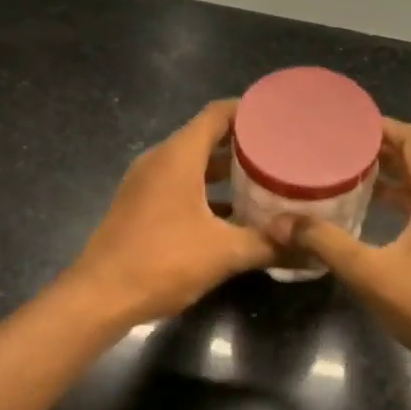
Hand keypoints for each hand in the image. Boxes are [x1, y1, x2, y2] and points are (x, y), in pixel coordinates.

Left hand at [65, 100, 274, 326]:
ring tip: (264, 179)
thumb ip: (269, 245)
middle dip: (244, 143)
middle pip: (206, 137)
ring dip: (226, 170)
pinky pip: (180, 185)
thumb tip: (311, 249)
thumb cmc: (162, 262)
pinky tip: (234, 214)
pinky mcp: (140, 206)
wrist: (99, 297)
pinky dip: (207, 191)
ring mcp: (146, 184)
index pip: (217, 114)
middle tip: (281, 151)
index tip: (280, 118)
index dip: (249, 111)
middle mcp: (160, 161)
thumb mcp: (224, 253)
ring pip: (193, 164)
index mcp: (178, 157)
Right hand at [267, 119, 410, 386]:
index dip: (384, 127)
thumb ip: (325, 243)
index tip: (350, 125)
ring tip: (354, 177)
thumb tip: (280, 222)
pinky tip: (378, 216)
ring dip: (394, 177)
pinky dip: (406, 201)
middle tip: (341, 149)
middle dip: (383, 151)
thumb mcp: (369, 273)